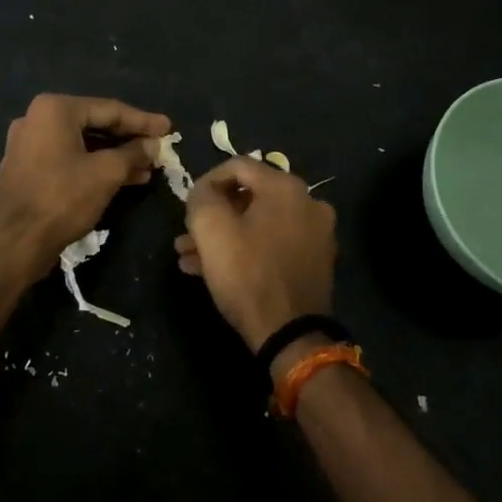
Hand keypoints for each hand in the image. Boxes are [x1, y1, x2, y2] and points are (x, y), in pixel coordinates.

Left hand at [0, 93, 171, 284]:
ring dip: (113, 155)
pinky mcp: (26, 166)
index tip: (168, 128)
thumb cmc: (63, 199)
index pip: (109, 109)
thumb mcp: (106, 173)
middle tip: (158, 148)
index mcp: (55, 109)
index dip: (143, 121)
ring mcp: (28, 143)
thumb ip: (133, 153)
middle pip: (94, 124)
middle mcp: (37, 118)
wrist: (16, 243)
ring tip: (145, 168)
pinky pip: (67, 157)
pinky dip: (93, 165)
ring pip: (81, 143)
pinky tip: (120, 178)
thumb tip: (153, 145)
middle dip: (128, 139)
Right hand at [177, 156, 336, 359]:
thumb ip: (201, 197)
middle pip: (249, 197)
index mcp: (286, 187)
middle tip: (186, 234)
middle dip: (212, 215)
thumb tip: (203, 191)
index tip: (188, 205)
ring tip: (190, 256)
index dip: (206, 181)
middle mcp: (308, 203)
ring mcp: (315, 234)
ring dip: (224, 236)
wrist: (292, 335)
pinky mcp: (315, 262)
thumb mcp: (211, 229)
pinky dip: (245, 250)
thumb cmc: (248, 274)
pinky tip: (212, 270)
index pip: (238, 166)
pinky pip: (272, 244)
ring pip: (258, 224)